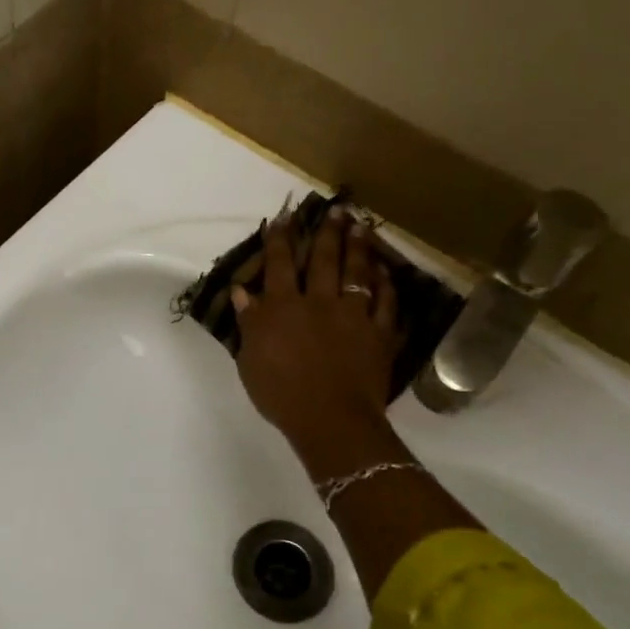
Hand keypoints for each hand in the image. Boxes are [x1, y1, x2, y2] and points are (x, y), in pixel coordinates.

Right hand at [232, 206, 402, 451]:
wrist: (330, 419)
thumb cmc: (281, 394)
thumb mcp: (251, 360)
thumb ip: (249, 323)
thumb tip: (243, 291)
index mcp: (283, 308)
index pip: (280, 265)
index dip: (281, 240)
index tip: (284, 218)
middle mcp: (319, 303)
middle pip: (323, 260)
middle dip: (327, 233)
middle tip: (336, 209)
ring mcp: (354, 316)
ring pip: (357, 273)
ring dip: (359, 248)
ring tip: (361, 225)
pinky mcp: (380, 334)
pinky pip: (386, 303)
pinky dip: (387, 285)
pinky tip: (386, 271)